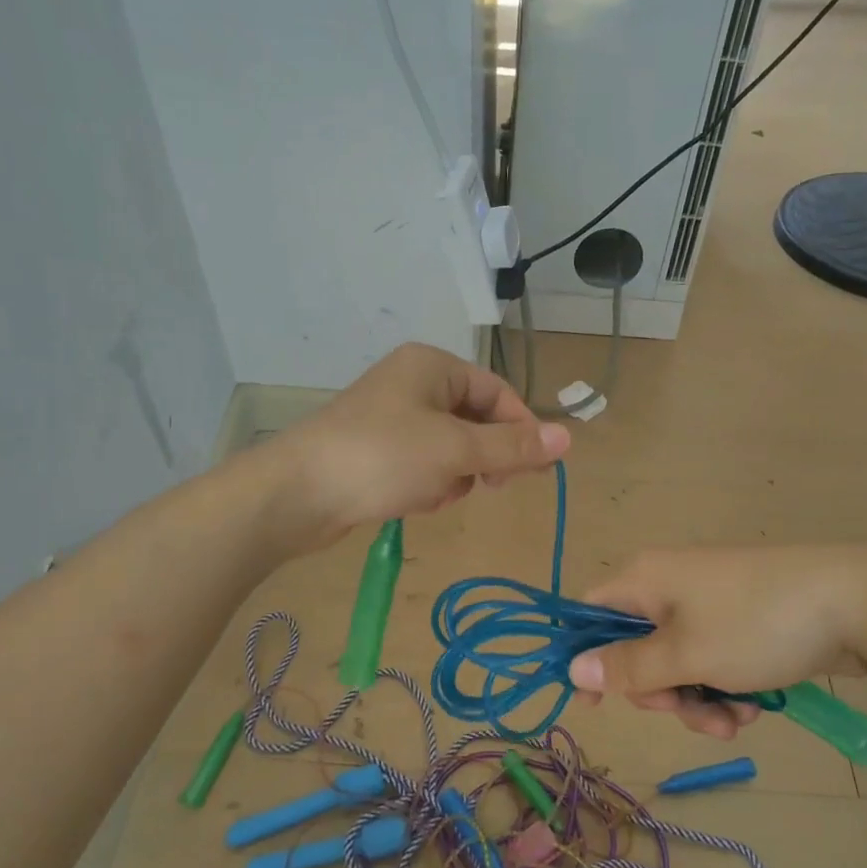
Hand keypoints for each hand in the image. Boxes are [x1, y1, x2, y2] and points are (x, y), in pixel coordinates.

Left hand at [264, 343, 568, 547]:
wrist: (298, 494)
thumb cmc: (382, 457)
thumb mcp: (456, 450)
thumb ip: (512, 446)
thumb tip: (568, 438)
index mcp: (432, 366)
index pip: (497, 393)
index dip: (520, 429)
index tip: (534, 470)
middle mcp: (413, 384)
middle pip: (475, 420)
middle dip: (482, 456)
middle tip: (488, 485)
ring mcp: (392, 419)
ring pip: (451, 448)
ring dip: (454, 475)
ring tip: (434, 492)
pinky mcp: (377, 452)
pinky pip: (423, 465)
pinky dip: (428, 484)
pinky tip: (414, 501)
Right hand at [568, 546, 866, 739]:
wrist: (856, 602)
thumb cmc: (757, 624)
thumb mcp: (686, 654)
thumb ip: (627, 666)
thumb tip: (572, 668)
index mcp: (646, 579)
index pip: (591, 613)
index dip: (586, 657)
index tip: (594, 705)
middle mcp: (670, 587)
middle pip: (636, 649)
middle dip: (660, 692)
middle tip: (686, 709)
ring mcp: (710, 605)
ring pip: (678, 665)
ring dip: (698, 702)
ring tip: (734, 721)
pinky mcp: (743, 623)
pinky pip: (714, 663)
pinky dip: (726, 690)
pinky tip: (755, 709)